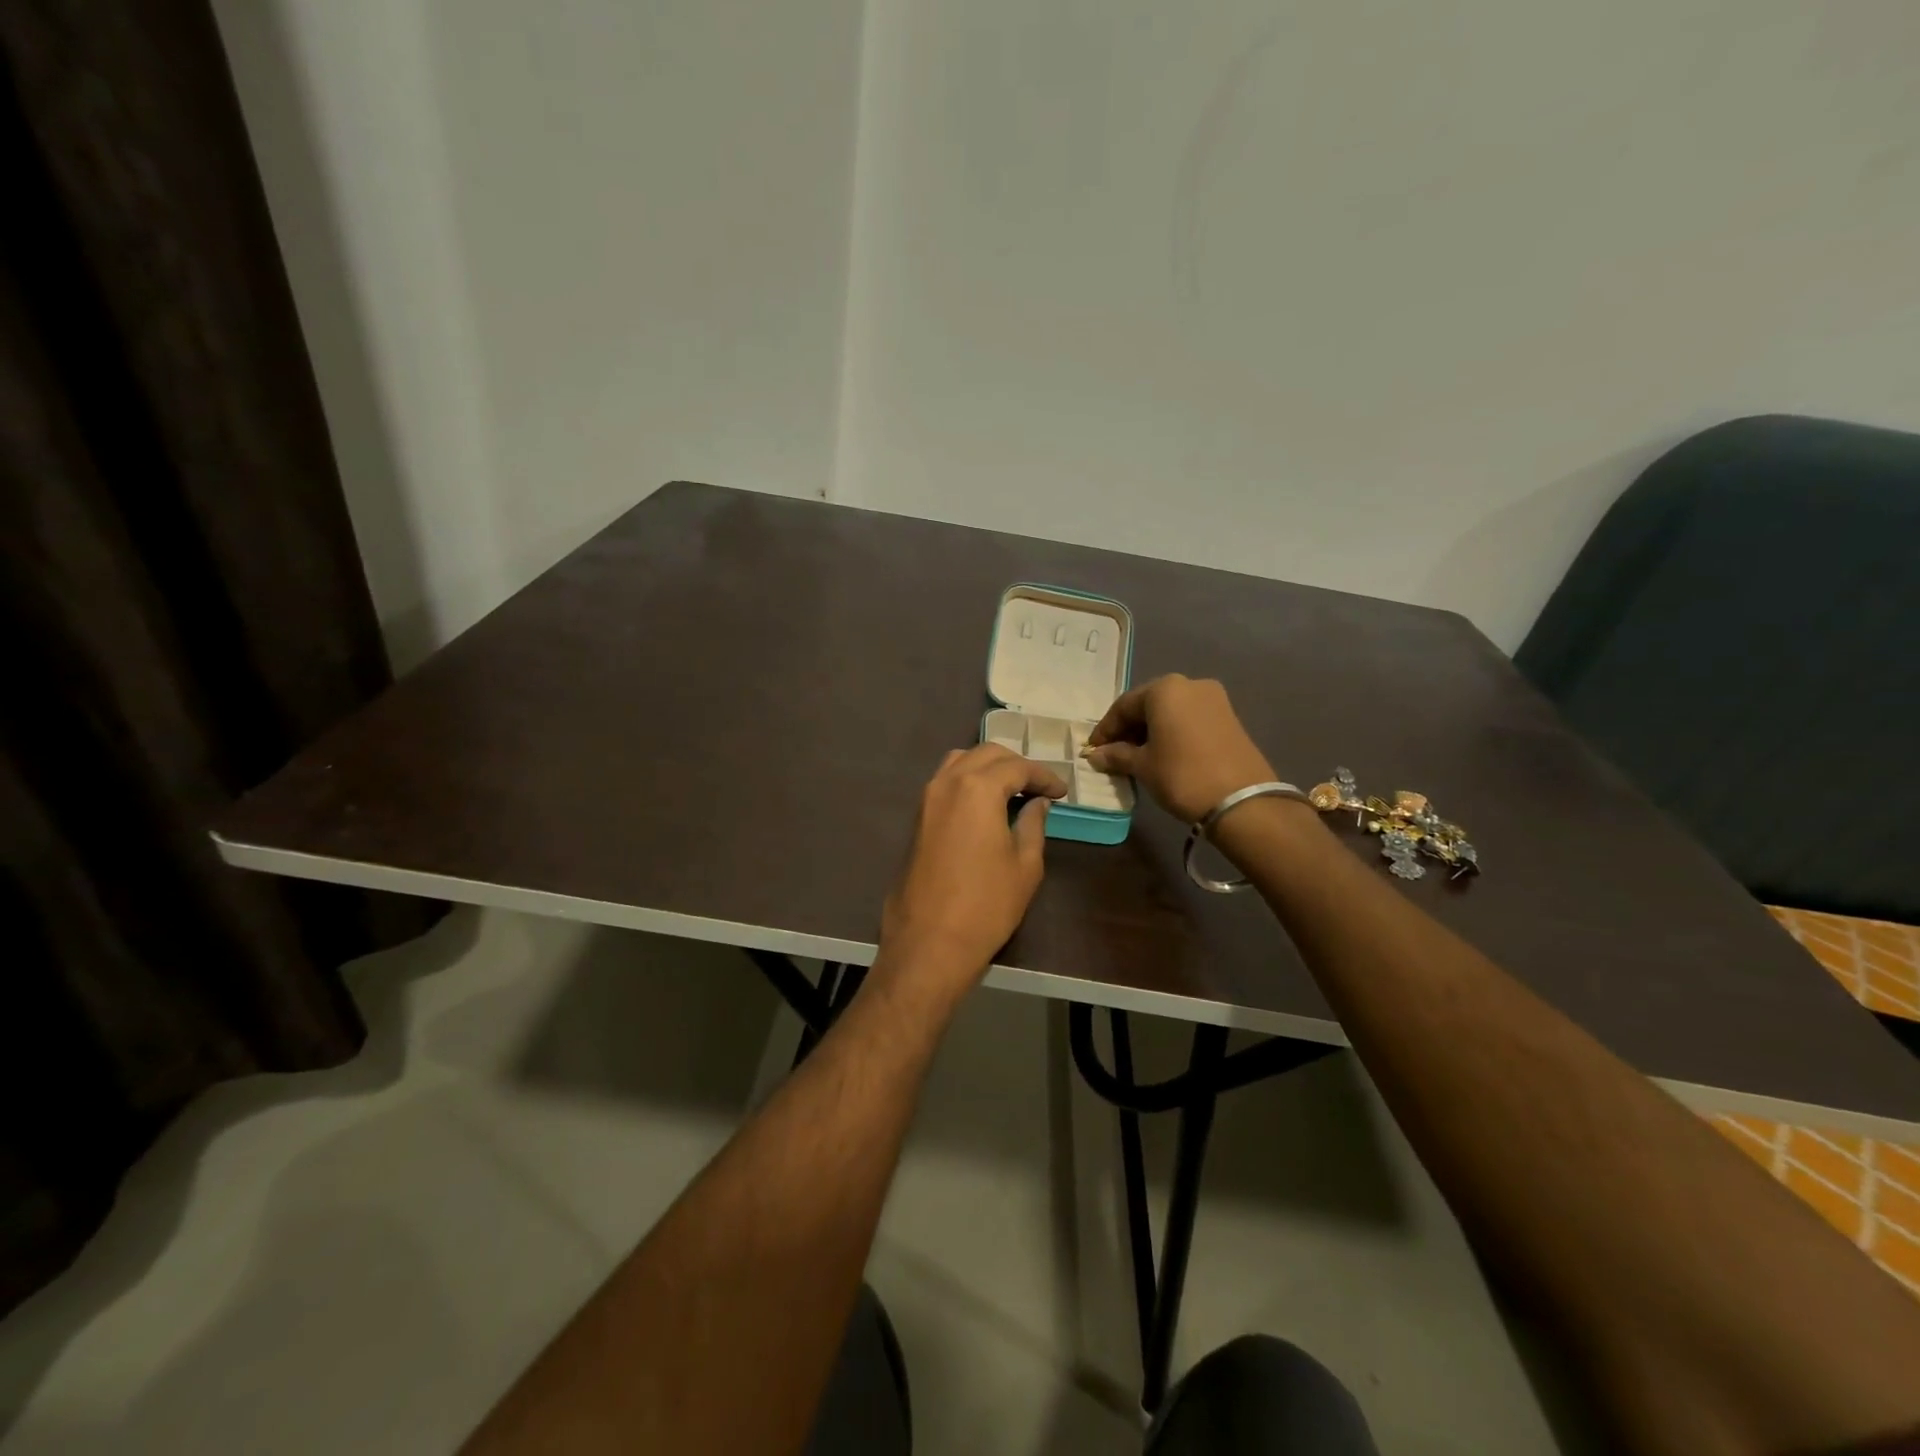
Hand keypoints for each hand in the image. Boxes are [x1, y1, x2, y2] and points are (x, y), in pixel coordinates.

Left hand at [880, 745, 1067, 983]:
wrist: (928, 942)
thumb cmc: (986, 905)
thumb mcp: (1025, 865)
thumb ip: (1033, 824)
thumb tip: (1037, 803)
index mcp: (978, 788)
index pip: (1017, 767)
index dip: (1044, 776)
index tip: (1062, 792)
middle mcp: (947, 782)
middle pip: (986, 754)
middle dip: (1016, 765)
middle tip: (1040, 788)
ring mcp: (926, 798)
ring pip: (960, 762)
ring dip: (988, 768)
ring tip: (1012, 790)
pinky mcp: (916, 818)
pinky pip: (945, 782)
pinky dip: (968, 781)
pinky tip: (985, 804)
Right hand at [1083, 675, 1275, 823]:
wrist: (1242, 801)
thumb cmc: (1182, 776)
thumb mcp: (1143, 766)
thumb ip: (1117, 755)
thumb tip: (1097, 755)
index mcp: (1165, 689)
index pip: (1123, 706)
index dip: (1105, 730)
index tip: (1093, 751)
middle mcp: (1190, 685)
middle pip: (1148, 705)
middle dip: (1128, 729)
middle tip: (1113, 754)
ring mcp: (1214, 699)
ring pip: (1170, 712)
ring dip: (1151, 732)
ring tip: (1137, 758)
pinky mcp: (1229, 717)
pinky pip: (1189, 720)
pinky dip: (1172, 733)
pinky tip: (1164, 755)